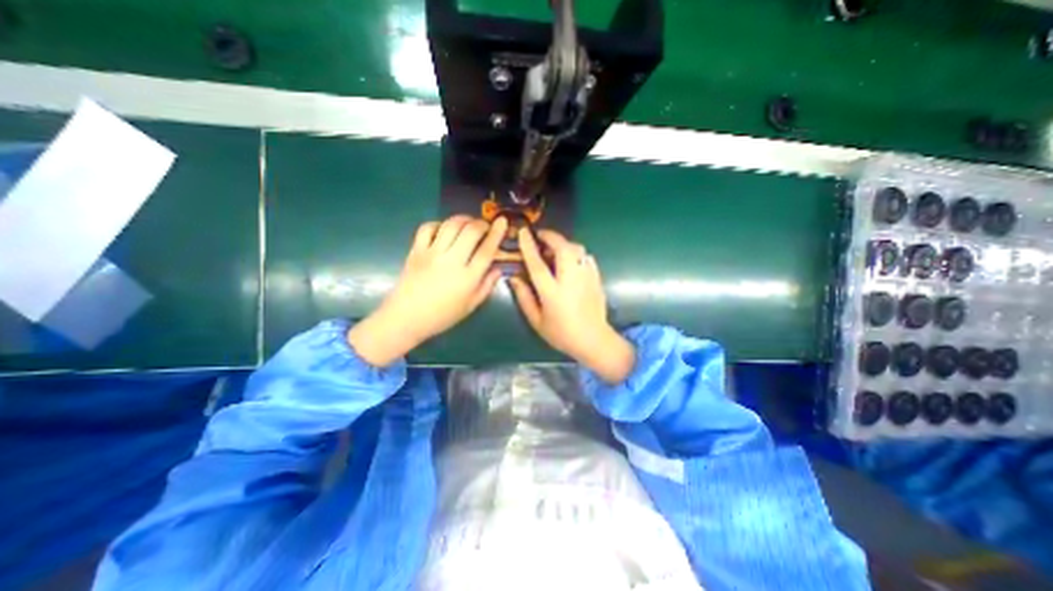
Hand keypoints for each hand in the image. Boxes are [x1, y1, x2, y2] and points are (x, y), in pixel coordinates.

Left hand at [348, 215, 506, 365]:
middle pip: (471, 232)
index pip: (487, 250)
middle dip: (481, 223)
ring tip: (468, 222)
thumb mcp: (470, 306)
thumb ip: (487, 286)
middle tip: (485, 226)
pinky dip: (439, 224)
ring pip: (451, 225)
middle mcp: (452, 261)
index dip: (497, 233)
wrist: (406, 318)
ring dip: (463, 219)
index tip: (502, 221)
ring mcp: (432, 253)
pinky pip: (428, 228)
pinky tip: (444, 229)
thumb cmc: (442, 316)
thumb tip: (498, 268)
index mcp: (468, 277)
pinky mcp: (416, 250)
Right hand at [507, 227, 632, 383]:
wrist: (594, 340)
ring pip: (577, 249)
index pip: (538, 264)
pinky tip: (569, 260)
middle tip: (540, 235)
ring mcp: (587, 278)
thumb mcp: (537, 321)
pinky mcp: (596, 278)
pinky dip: (576, 253)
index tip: (523, 232)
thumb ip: (524, 298)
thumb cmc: (561, 333)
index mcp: (553, 293)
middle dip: (551, 236)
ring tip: (554, 248)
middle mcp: (571, 281)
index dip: (529, 247)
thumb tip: (514, 278)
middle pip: (563, 249)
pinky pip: (586, 257)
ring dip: (564, 243)